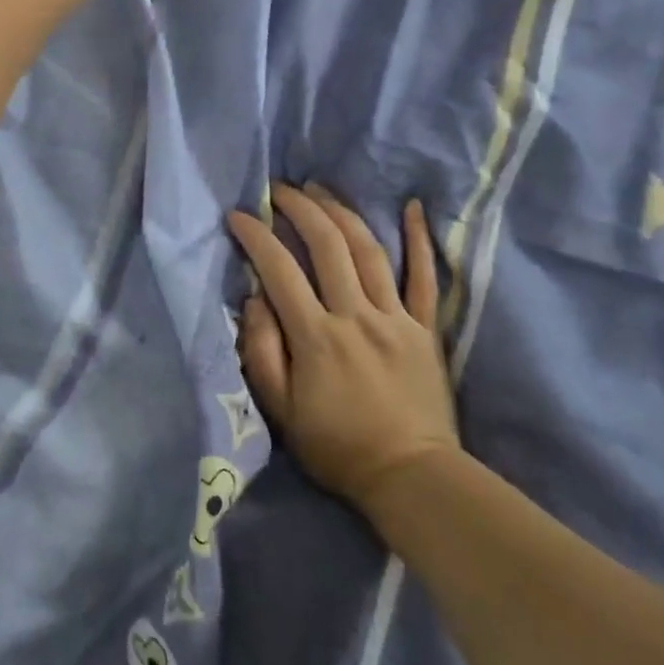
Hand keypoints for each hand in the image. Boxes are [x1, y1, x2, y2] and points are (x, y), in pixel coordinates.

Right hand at [226, 183, 457, 518]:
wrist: (411, 476)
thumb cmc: (337, 447)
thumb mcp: (281, 411)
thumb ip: (261, 351)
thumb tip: (254, 298)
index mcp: (316, 336)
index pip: (279, 270)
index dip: (256, 236)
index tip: (238, 215)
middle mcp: (355, 315)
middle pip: (326, 245)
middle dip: (299, 208)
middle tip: (279, 188)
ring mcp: (395, 318)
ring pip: (368, 250)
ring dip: (342, 212)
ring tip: (320, 188)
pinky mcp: (425, 328)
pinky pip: (425, 277)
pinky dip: (419, 240)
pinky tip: (413, 207)